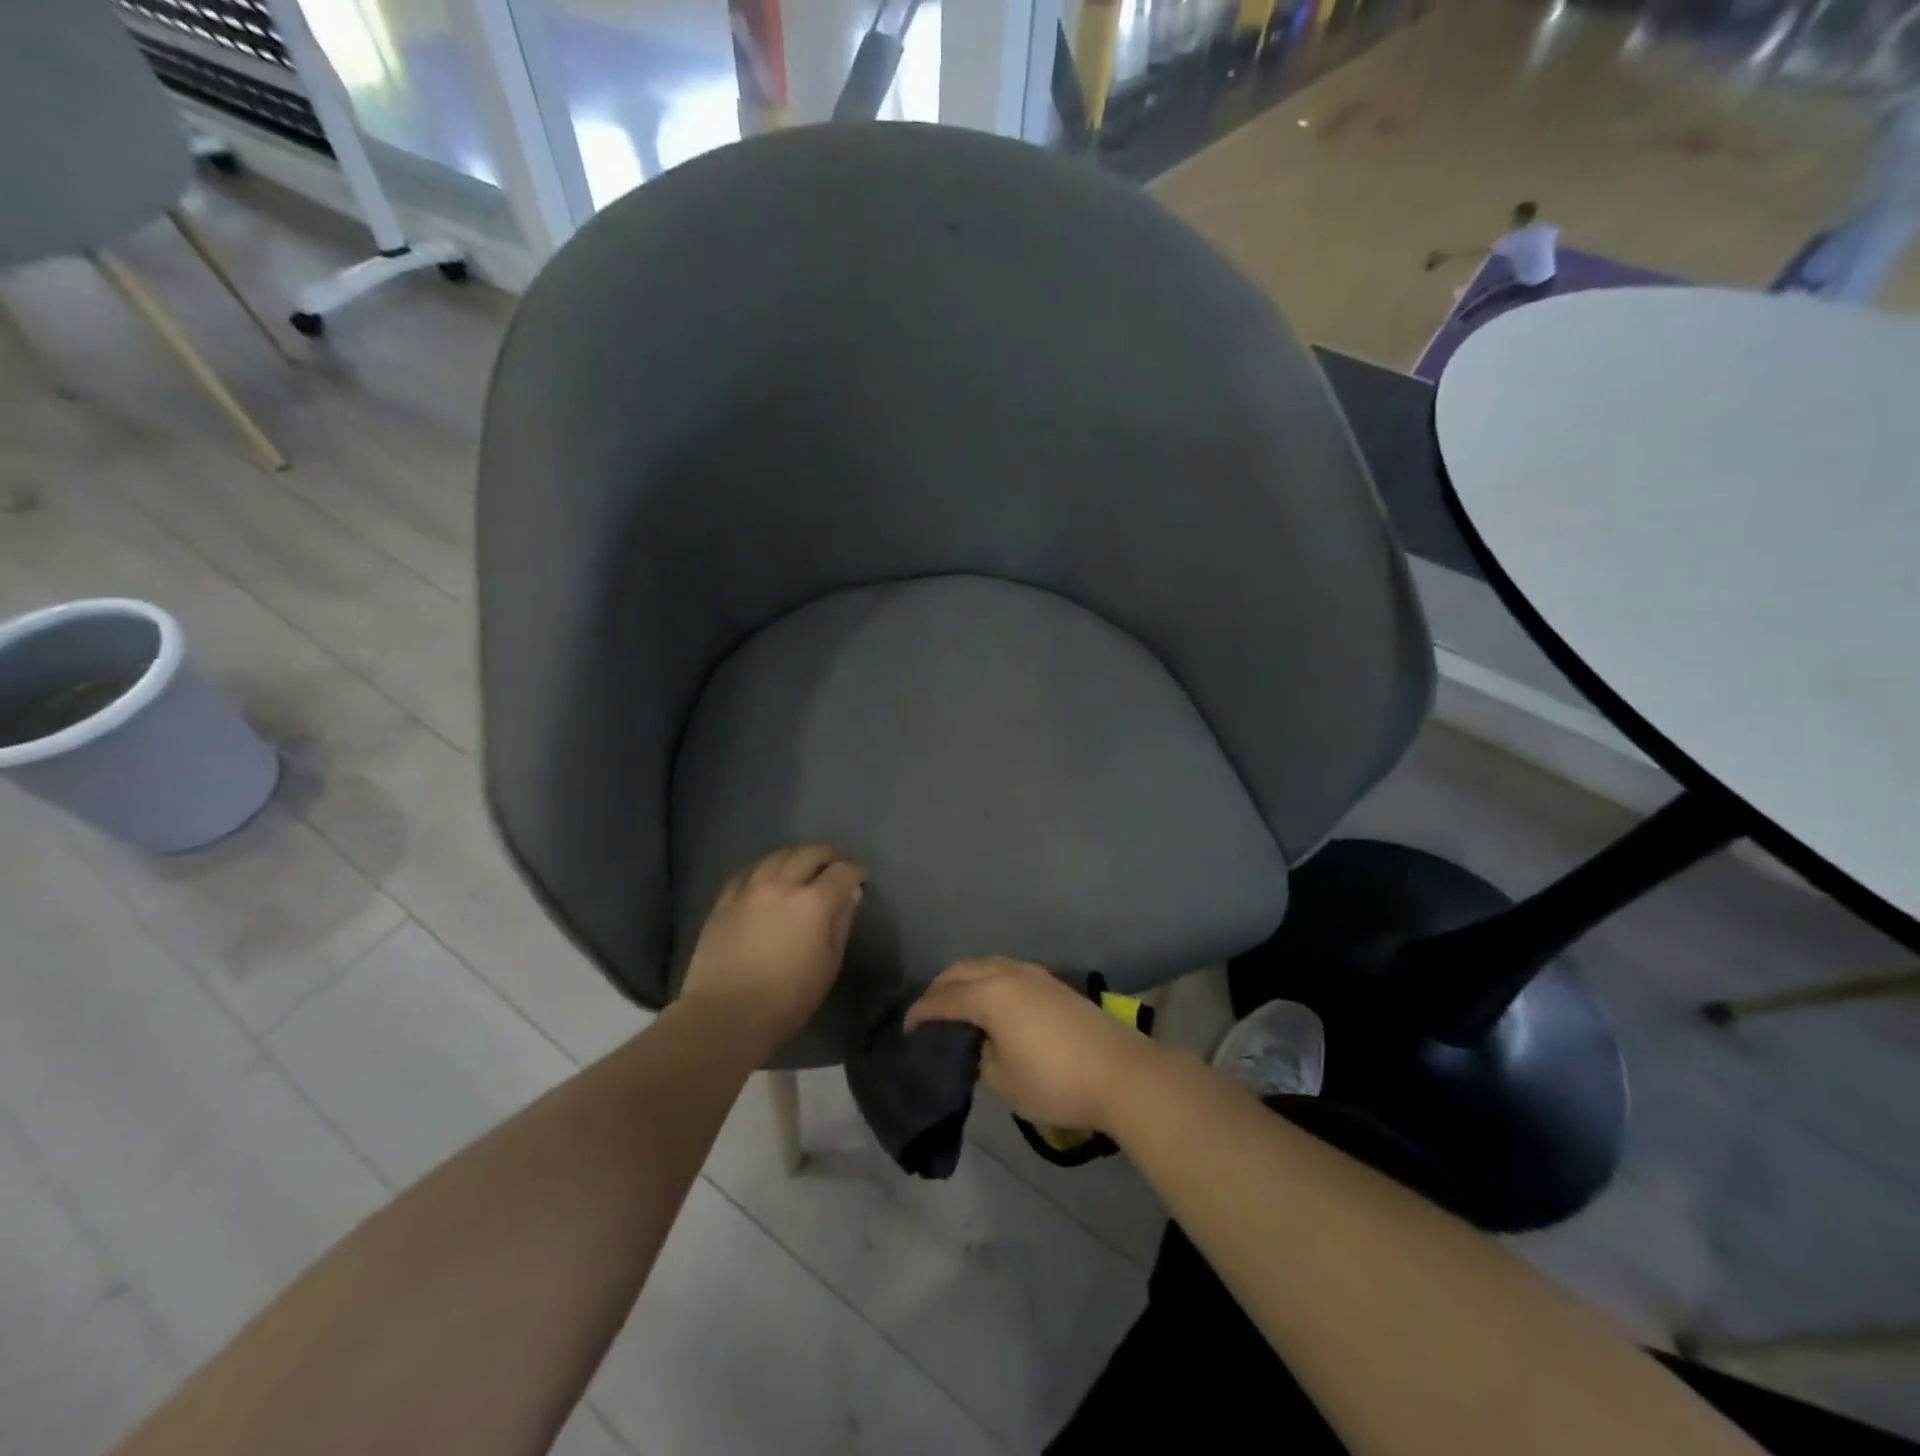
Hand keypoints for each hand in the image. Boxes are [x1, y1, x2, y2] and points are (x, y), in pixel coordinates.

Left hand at [680, 845, 865, 1048]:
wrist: (725, 1015)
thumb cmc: (787, 999)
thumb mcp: (828, 965)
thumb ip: (841, 924)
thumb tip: (851, 894)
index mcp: (813, 903)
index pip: (842, 872)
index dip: (855, 872)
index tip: (860, 879)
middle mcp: (782, 885)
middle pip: (810, 853)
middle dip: (829, 855)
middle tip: (836, 865)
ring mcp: (750, 889)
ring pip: (778, 855)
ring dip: (797, 855)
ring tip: (803, 864)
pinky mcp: (725, 900)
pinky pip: (748, 870)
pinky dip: (765, 866)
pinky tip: (767, 874)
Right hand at [905, 957, 1155, 1131]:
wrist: (1120, 1072)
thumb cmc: (1055, 1080)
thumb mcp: (1005, 1080)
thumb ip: (981, 1056)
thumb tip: (980, 1043)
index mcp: (990, 995)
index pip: (943, 998)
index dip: (921, 1013)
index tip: (906, 1028)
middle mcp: (1008, 974)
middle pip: (962, 970)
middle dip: (939, 988)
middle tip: (927, 1013)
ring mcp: (1034, 974)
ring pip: (987, 965)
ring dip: (966, 980)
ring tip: (956, 1005)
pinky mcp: (1053, 982)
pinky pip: (1007, 971)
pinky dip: (989, 981)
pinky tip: (992, 1002)